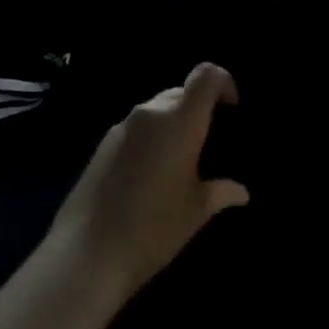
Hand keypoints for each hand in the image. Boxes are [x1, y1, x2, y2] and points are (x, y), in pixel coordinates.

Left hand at [48, 63, 248, 300]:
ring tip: (181, 160)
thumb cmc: (153, 227)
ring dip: (173, 123)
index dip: (223, 82)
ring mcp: (122, 127)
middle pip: (181, 91)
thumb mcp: (196, 211)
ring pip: (156, 110)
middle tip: (209, 141)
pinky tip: (152, 174)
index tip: (231, 107)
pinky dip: (152, 138)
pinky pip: (137, 128)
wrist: (86, 253)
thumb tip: (242, 191)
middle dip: (199, 107)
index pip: (205, 75)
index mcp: (180, 121)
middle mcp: (150, 114)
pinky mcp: (102, 145)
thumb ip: (221, 192)